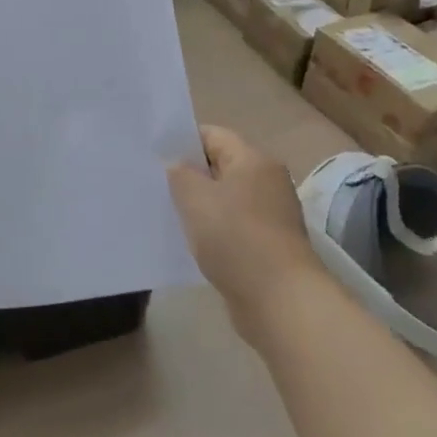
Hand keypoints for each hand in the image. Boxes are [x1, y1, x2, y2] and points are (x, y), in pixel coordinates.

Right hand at [167, 125, 326, 344]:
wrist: (281, 301)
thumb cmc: (236, 238)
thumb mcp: (195, 199)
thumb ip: (180, 174)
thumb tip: (177, 165)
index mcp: (254, 160)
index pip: (213, 135)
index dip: (183, 142)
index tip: (156, 156)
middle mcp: (268, 181)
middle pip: (221, 167)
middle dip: (191, 176)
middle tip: (157, 186)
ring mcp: (272, 215)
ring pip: (227, 200)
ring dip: (202, 207)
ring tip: (170, 216)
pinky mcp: (270, 246)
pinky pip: (235, 228)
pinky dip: (216, 232)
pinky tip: (193, 244)